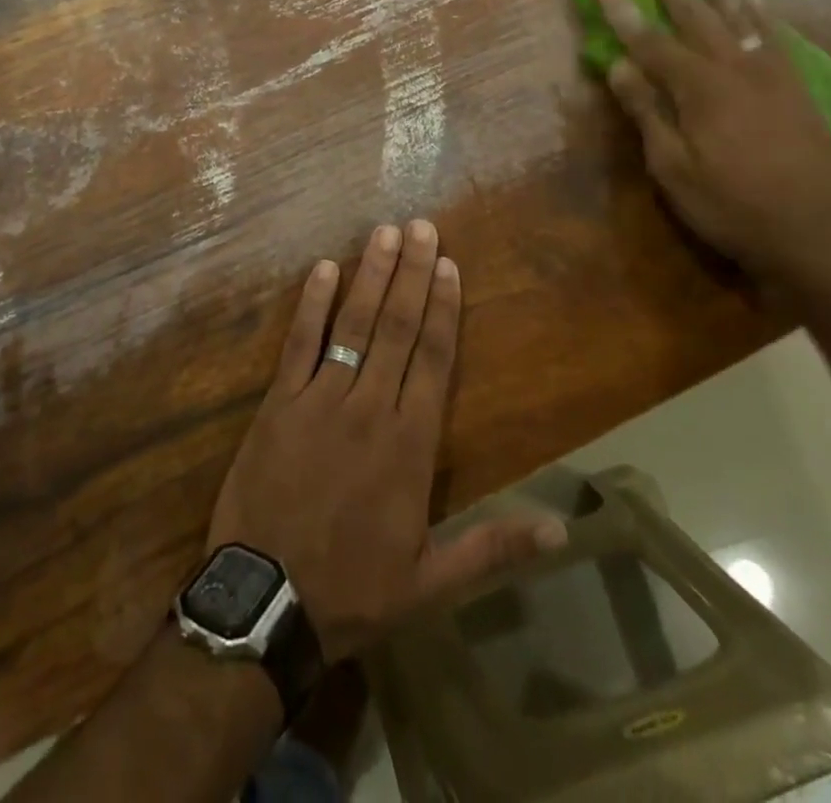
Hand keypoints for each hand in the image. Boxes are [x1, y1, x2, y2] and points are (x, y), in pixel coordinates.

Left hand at [208, 222, 567, 661]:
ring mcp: (320, 400)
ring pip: (352, 325)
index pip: (433, 359)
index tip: (448, 264)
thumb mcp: (432, 582)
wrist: (266, 604)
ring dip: (370, 275)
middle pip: (396, 328)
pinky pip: (298, 344)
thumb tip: (564, 530)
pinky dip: (312, 305)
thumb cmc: (353, 589)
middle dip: (410, 273)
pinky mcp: (278, 403)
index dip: (443, 308)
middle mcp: (369, 408)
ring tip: (384, 232)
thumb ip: (494, 547)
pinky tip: (324, 268)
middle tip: (420, 226)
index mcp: (410, 445)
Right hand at [594, 0, 830, 278]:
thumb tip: (618, 66)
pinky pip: (773, 35)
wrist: (816, 231)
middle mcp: (735, 68)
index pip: (649, 39)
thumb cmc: (732, 205)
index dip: (622, 9)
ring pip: (739, 15)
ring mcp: (770, 73)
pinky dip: (758, 11)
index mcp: (699, 88)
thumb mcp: (674, 168)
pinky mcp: (794, 86)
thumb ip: (647, 112)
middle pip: (697, 13)